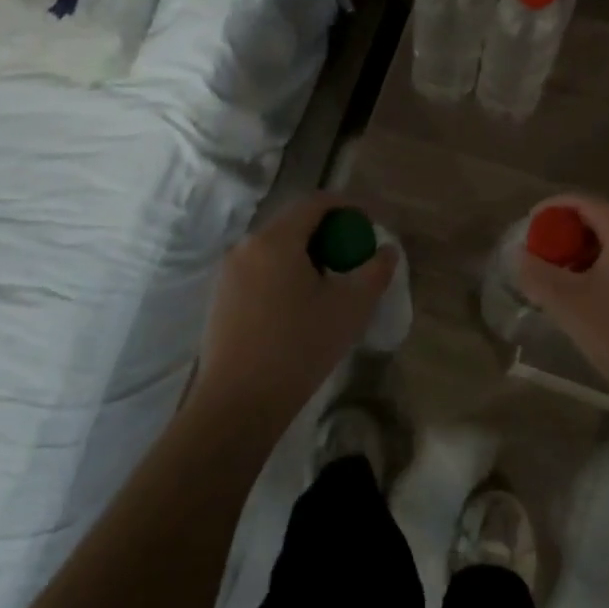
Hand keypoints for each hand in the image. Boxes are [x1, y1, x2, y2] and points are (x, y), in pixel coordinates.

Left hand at [191, 193, 397, 443]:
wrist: (238, 404)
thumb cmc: (299, 348)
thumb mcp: (350, 308)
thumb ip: (375, 271)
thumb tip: (387, 250)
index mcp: (275, 240)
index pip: (315, 203)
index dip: (347, 206)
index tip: (370, 222)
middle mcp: (246, 246)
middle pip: (294, 223)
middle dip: (328, 231)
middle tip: (353, 254)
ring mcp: (228, 272)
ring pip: (275, 247)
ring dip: (306, 253)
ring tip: (330, 281)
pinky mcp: (221, 296)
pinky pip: (259, 268)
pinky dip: (284, 271)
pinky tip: (299, 304)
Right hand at [515, 195, 608, 421]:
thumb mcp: (569, 305)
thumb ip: (537, 273)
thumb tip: (521, 254)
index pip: (587, 203)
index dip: (554, 208)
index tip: (531, 224)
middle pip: (605, 222)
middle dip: (570, 234)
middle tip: (545, 256)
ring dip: (590, 254)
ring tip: (566, 279)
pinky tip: (596, 297)